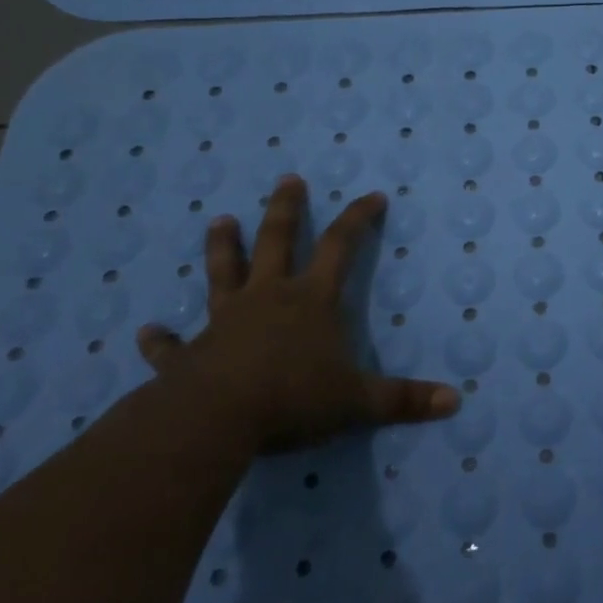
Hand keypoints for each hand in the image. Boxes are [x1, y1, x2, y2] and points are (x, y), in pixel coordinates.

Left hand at [135, 175, 459, 450]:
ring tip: (220, 220)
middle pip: (277, 242)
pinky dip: (160, 340)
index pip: (341, 247)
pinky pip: (172, 346)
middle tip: (287, 180)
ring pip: (223, 274)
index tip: (373, 196)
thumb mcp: (358, 401)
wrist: (214, 422)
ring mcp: (224, 323)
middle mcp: (268, 299)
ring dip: (222, 248)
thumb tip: (456, 401)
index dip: (359, 219)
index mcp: (311, 301)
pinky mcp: (188, 356)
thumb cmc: (292, 399)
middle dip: (286, 210)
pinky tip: (146, 332)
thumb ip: (404, 400)